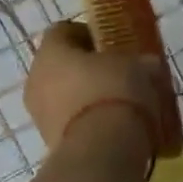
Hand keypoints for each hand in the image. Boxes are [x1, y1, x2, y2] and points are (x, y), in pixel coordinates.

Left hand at [24, 20, 161, 157]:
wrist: (102, 150)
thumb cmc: (116, 92)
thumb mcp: (139, 67)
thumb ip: (140, 62)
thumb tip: (146, 66)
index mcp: (51, 51)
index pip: (63, 31)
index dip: (88, 34)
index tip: (112, 45)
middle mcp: (36, 79)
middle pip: (61, 66)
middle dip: (87, 69)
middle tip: (118, 75)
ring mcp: (39, 114)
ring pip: (64, 97)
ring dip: (87, 98)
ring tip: (120, 106)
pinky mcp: (50, 143)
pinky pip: (71, 123)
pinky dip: (88, 123)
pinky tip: (114, 129)